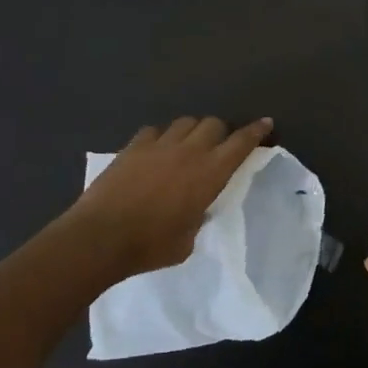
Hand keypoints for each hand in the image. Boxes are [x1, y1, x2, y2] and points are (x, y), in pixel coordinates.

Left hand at [66, 115, 273, 275]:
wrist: (101, 237)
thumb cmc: (150, 246)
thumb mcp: (188, 239)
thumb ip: (198, 215)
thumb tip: (195, 209)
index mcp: (210, 173)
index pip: (240, 143)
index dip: (256, 131)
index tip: (266, 123)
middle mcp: (189, 151)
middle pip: (213, 124)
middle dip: (221, 131)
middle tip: (219, 146)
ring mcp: (159, 145)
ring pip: (185, 122)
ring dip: (192, 130)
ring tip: (188, 145)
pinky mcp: (133, 147)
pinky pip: (154, 131)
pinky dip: (161, 137)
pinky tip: (157, 150)